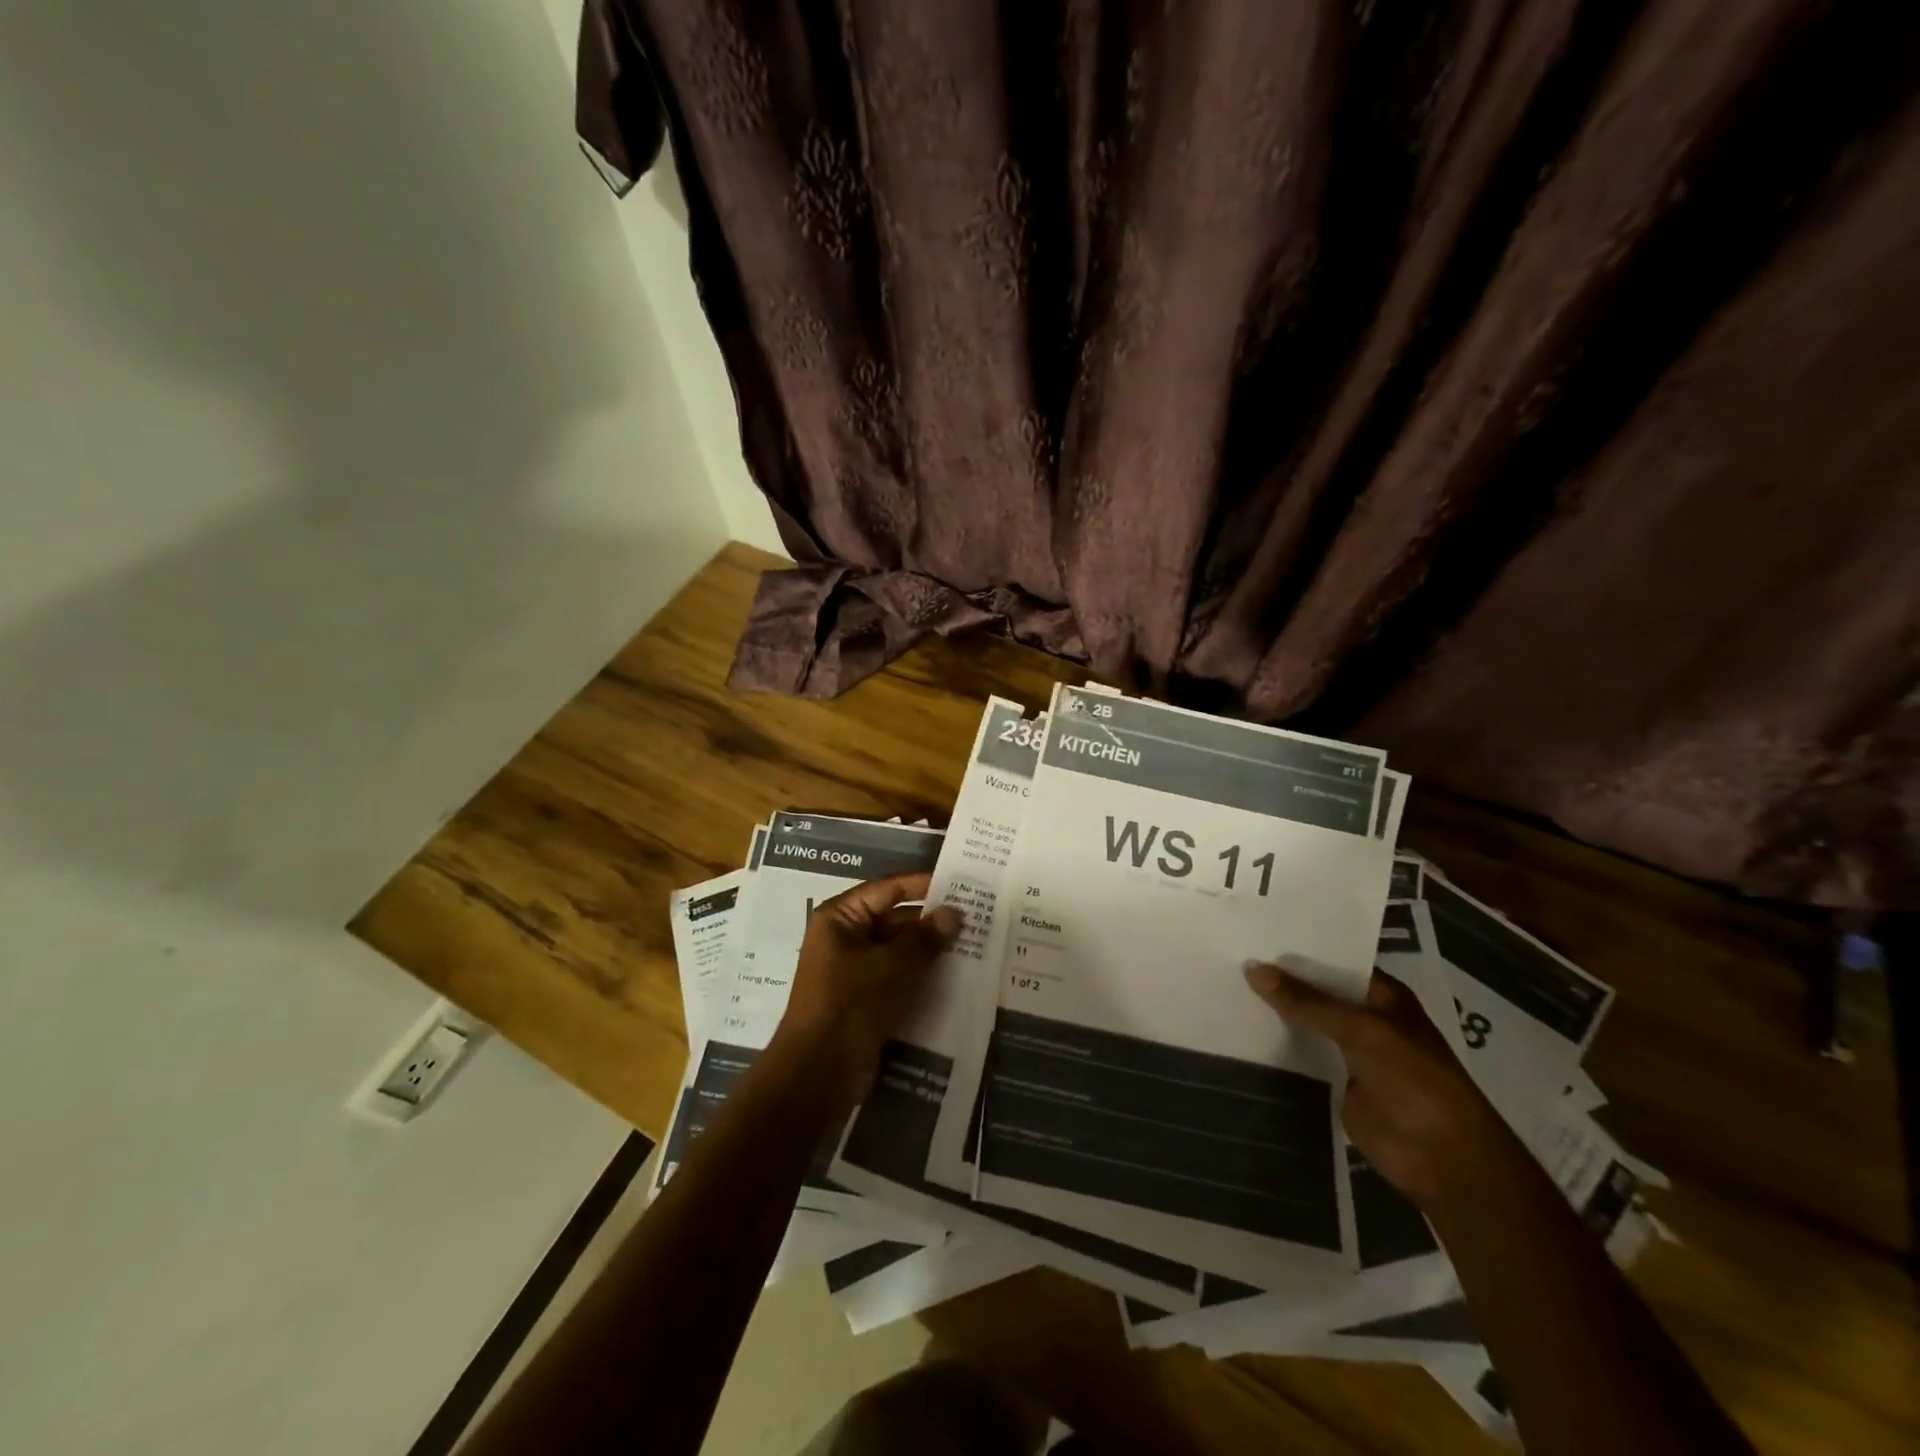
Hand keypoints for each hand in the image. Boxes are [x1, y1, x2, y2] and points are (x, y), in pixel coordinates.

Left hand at [774, 873, 962, 1107]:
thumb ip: (927, 937)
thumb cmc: (853, 1003)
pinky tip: (952, 980)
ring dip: (927, 952)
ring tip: (971, 948)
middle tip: (974, 921)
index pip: (887, 889)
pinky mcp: (861, 1000)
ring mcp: (850, 971)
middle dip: (929, 922)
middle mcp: (842, 938)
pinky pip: (894, 978)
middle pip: (892, 919)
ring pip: (896, 951)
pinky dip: (918, 977)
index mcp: (840, 918)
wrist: (819, 1072)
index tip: (958, 884)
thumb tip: (953, 913)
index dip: (922, 885)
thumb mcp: (895, 965)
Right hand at [1244, 961, 1517, 1211]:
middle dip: (1280, 980)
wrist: (1443, 1157)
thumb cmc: (1415, 1080)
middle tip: (1228, 955)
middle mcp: (1365, 1018)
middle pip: (1316, 992)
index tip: (1252, 932)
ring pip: (1305, 1024)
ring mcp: (1350, 1052)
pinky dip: (1277, 1046)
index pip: (1333, 961)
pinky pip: (1301, 1056)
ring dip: (1275, 1012)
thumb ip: (1306, 1001)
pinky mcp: (1335, 1082)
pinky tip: (1239, 1030)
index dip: (1297, 949)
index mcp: (1382, 996)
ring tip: (1224, 986)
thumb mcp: (1360, 1030)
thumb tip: (1252, 968)